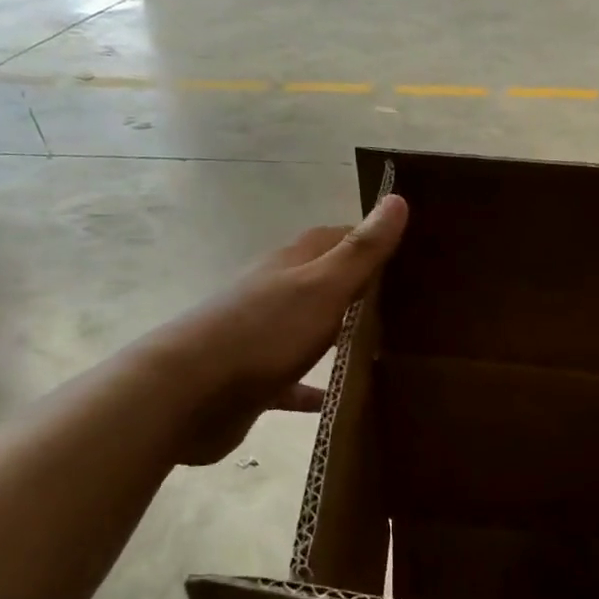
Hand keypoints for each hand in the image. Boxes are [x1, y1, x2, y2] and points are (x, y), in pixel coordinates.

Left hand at [165, 195, 407, 464]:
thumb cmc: (262, 332)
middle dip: (364, 289)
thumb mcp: (322, 287)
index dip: (372, 239)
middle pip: (326, 282)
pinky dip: (318, 387)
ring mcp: (264, 336)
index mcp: (293, 264)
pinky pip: (296, 382)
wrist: (184, 394)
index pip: (338, 238)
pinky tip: (344, 399)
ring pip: (313, 329)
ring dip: (343, 336)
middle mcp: (277, 293)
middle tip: (412, 304)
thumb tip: (398, 199)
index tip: (414, 251)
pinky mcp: (255, 379)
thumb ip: (361, 250)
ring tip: (390, 349)